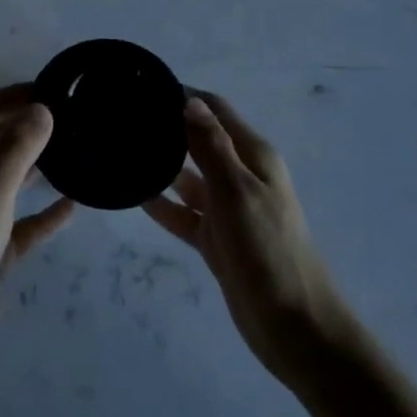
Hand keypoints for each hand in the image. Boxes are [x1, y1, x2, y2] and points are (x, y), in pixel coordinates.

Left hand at [0, 86, 74, 365]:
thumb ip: (18, 148)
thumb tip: (42, 109)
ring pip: (6, 178)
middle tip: (65, 114)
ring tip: (70, 148)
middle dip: (24, 125)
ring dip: (33, 164)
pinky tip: (72, 205)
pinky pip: (19, 220)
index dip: (12, 96)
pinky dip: (41, 212)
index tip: (49, 88)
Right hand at [143, 93, 345, 383]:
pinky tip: (134, 196)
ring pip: (187, 177)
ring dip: (160, 165)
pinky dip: (162, 204)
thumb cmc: (269, 251)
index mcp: (253, 156)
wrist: (296, 329)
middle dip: (166, 128)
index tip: (143, 87)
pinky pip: (183, 213)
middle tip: (122, 118)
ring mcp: (227, 209)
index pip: (214, 110)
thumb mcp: (237, 192)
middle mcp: (240, 175)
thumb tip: (189, 100)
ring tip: (120, 152)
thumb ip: (211, 146)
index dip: (183, 95)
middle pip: (198, 140)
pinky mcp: (217, 239)